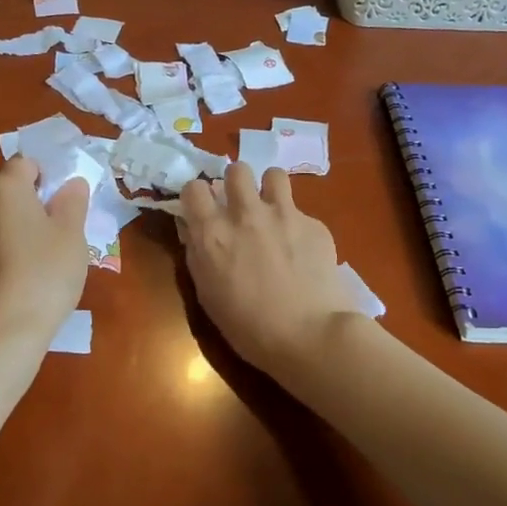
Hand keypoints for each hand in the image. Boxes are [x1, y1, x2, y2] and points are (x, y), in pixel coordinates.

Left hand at [0, 156, 89, 350]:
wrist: (6, 330)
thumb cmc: (45, 272)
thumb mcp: (72, 234)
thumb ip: (72, 201)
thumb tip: (71, 184)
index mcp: (4, 188)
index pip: (26, 163)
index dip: (48, 175)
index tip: (67, 200)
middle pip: (10, 190)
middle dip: (35, 201)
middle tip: (63, 227)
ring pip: (0, 218)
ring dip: (21, 226)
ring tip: (46, 255)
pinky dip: (9, 249)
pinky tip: (27, 275)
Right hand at [179, 163, 359, 377]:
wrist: (309, 335)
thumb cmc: (247, 326)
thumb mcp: (207, 294)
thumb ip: (198, 255)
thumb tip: (192, 230)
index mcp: (213, 233)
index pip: (194, 187)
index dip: (198, 197)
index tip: (203, 210)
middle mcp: (245, 214)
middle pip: (237, 170)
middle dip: (236, 184)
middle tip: (241, 207)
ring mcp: (283, 214)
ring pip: (273, 175)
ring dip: (270, 190)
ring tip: (273, 213)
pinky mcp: (314, 224)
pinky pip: (302, 211)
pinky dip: (298, 226)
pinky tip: (303, 251)